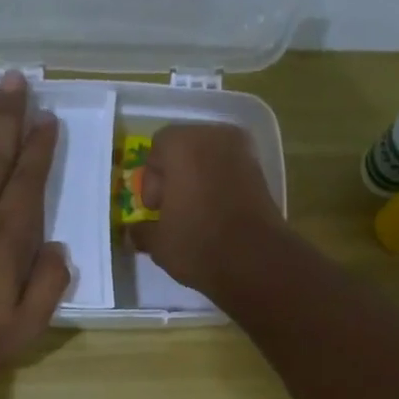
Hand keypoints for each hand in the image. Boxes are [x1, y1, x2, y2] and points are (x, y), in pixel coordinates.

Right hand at [131, 122, 285, 295]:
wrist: (257, 261)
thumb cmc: (198, 244)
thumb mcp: (159, 243)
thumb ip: (143, 231)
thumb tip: (136, 231)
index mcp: (183, 144)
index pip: (157, 148)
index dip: (151, 180)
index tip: (154, 209)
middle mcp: (215, 137)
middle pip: (185, 148)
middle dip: (175, 176)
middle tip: (172, 209)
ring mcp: (244, 153)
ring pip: (210, 160)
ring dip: (198, 181)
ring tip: (195, 215)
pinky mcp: (262, 173)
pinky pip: (231, 172)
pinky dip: (220, 187)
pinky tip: (216, 216)